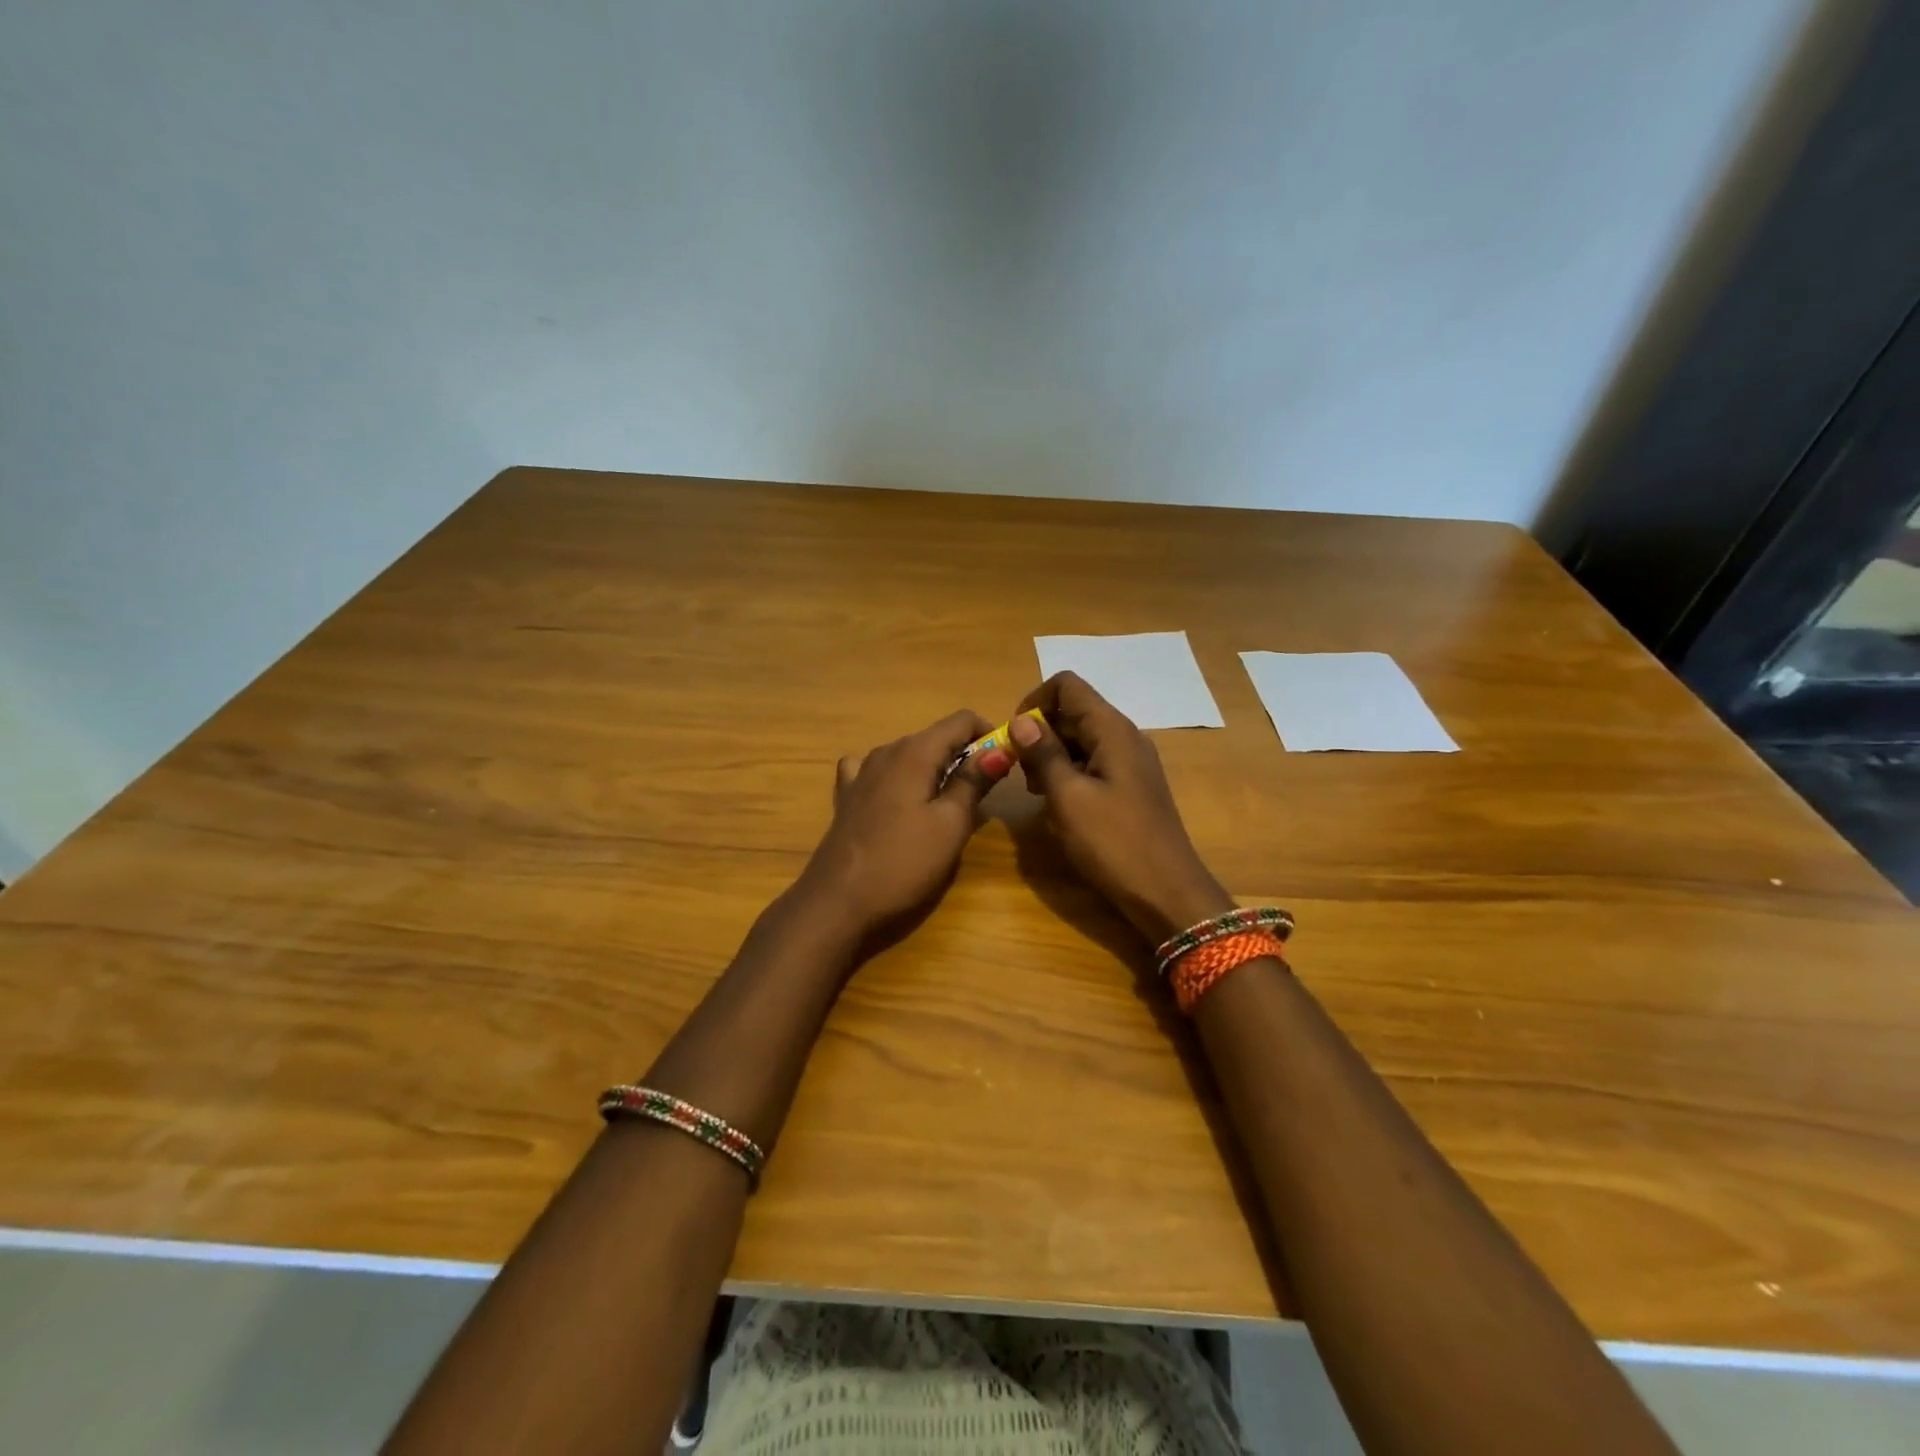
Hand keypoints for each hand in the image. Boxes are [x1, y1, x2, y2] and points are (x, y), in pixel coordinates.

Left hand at [796, 710, 1009, 942]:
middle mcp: (886, 751)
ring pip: (909, 754)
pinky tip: (899, 798)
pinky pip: (878, 771)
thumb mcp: (950, 825)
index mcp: (915, 752)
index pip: (961, 720)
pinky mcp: (847, 796)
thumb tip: (1000, 748)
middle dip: (964, 755)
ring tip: (947, 805)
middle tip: (983, 794)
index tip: (1005, 763)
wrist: (837, 902)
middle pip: (935, 737)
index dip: (989, 734)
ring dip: (934, 769)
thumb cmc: (903, 863)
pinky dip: (898, 777)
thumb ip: (974, 782)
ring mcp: (861, 772)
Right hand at [1009, 673, 1233, 941]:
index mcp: (1112, 730)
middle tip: (1021, 772)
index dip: (1035, 702)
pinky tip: (1058, 806)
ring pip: (1081, 739)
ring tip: (1036, 792)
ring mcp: (1131, 763)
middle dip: (1040, 733)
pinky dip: (1069, 774)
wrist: (1167, 893)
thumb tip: (1021, 720)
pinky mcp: (1131, 788)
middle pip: (1074, 711)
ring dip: (1051, 756)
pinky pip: (1093, 764)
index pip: (1067, 685)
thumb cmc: (1114, 843)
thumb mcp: (1068, 798)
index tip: (1016, 738)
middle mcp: (1124, 736)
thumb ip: (1043, 754)